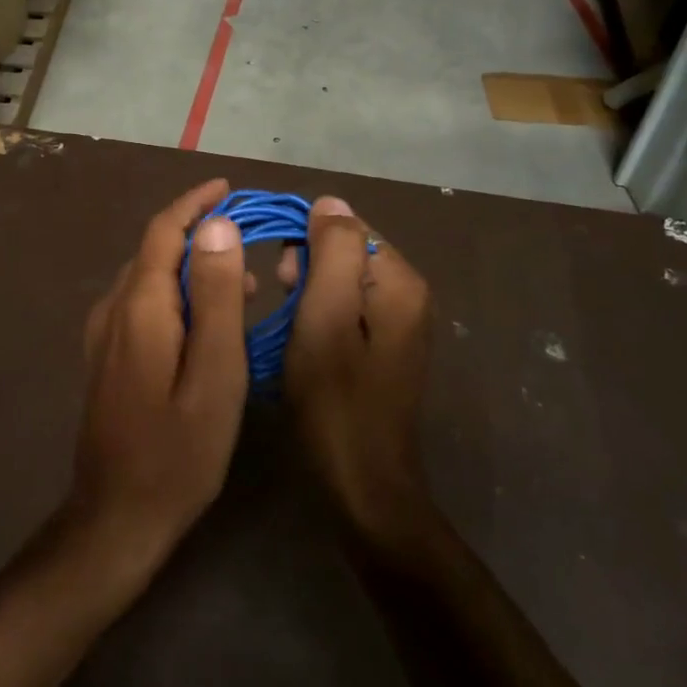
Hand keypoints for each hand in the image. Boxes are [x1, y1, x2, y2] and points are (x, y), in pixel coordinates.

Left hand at [64, 179, 251, 587]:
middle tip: (248, 237)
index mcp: (140, 306)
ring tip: (243, 283)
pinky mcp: (106, 358)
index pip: (164, 231)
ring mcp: (104, 335)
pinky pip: (143, 305)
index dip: (195, 204)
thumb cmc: (179, 450)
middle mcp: (114, 309)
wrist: (117, 516)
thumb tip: (218, 226)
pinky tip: (207, 321)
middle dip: (198, 232)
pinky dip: (177, 294)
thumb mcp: (216, 373)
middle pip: (154, 250)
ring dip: (191, 267)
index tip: (229, 188)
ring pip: (149, 278)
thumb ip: (218, 296)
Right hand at [282, 197, 435, 547]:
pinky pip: (346, 309)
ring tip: (288, 324)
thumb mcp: (324, 318)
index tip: (278, 276)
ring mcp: (399, 324)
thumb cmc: (335, 400)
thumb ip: (330, 252)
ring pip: (342, 282)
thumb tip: (330, 201)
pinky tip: (302, 340)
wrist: (362, 485)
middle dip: (306, 267)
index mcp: (399, 282)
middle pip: (346, 252)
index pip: (348, 226)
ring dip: (308, 292)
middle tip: (281, 301)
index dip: (306, 240)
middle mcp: (408, 295)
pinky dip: (319, 315)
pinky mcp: (384, 348)